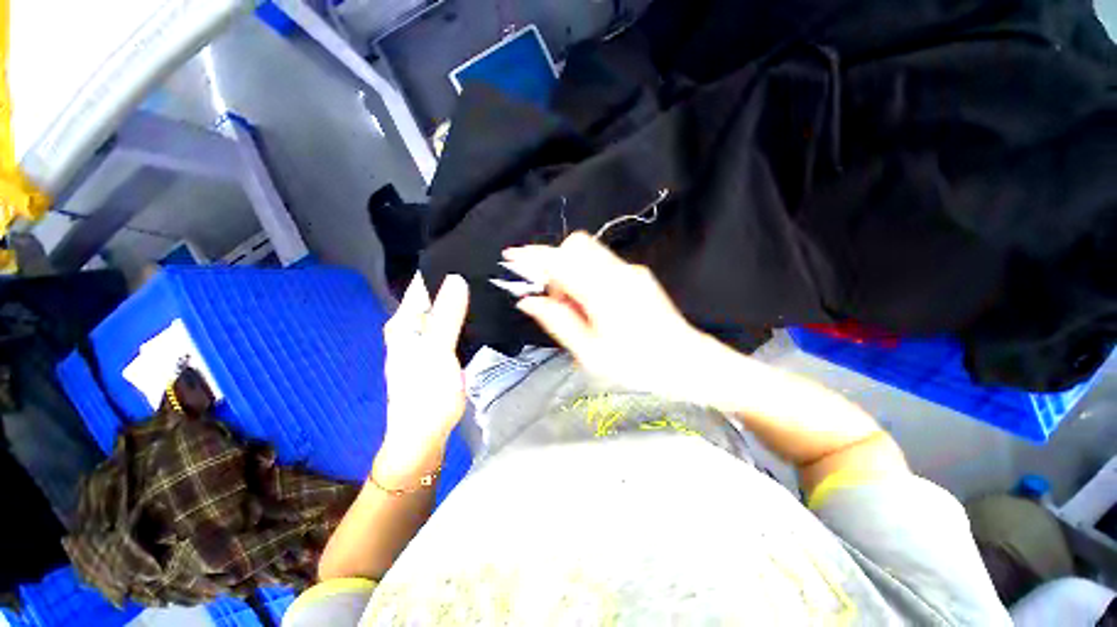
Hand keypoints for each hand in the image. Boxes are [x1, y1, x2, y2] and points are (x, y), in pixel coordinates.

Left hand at [377, 272, 468, 478]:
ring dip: (462, 300)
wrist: (424, 434)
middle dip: (457, 282)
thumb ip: (447, 315)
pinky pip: (453, 326)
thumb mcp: (437, 351)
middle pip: (435, 296)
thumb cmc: (427, 393)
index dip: (443, 267)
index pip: (422, 284)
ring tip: (489, 284)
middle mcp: (412, 326)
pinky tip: (482, 311)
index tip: (470, 254)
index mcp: (404, 322)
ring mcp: (427, 340)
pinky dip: (465, 317)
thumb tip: (456, 277)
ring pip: (446, 311)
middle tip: (487, 269)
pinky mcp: (439, 351)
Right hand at [507, 233, 708, 395]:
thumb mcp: (590, 353)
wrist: (688, 364)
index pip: (560, 261)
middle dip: (556, 264)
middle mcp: (618, 272)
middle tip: (556, 299)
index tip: (512, 257)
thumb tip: (529, 301)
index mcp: (603, 292)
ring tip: (575, 307)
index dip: (533, 256)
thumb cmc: (637, 367)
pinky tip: (593, 305)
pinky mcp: (638, 276)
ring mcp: (631, 271)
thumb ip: (558, 322)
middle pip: (576, 245)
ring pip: (589, 253)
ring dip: (571, 271)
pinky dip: (587, 276)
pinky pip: (602, 264)